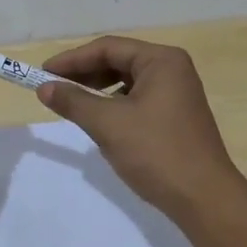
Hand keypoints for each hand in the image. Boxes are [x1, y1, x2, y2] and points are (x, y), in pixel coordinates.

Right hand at [35, 35, 246, 217]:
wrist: (204, 198)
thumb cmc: (156, 152)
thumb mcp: (109, 124)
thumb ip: (74, 101)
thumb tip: (44, 88)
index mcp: (161, 60)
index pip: (108, 48)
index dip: (72, 59)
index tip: (42, 73)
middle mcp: (173, 69)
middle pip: (119, 60)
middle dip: (84, 74)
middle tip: (52, 88)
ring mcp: (177, 92)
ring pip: (128, 81)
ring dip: (98, 89)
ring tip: (72, 103)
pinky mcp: (176, 115)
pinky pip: (138, 99)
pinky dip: (115, 105)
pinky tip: (100, 120)